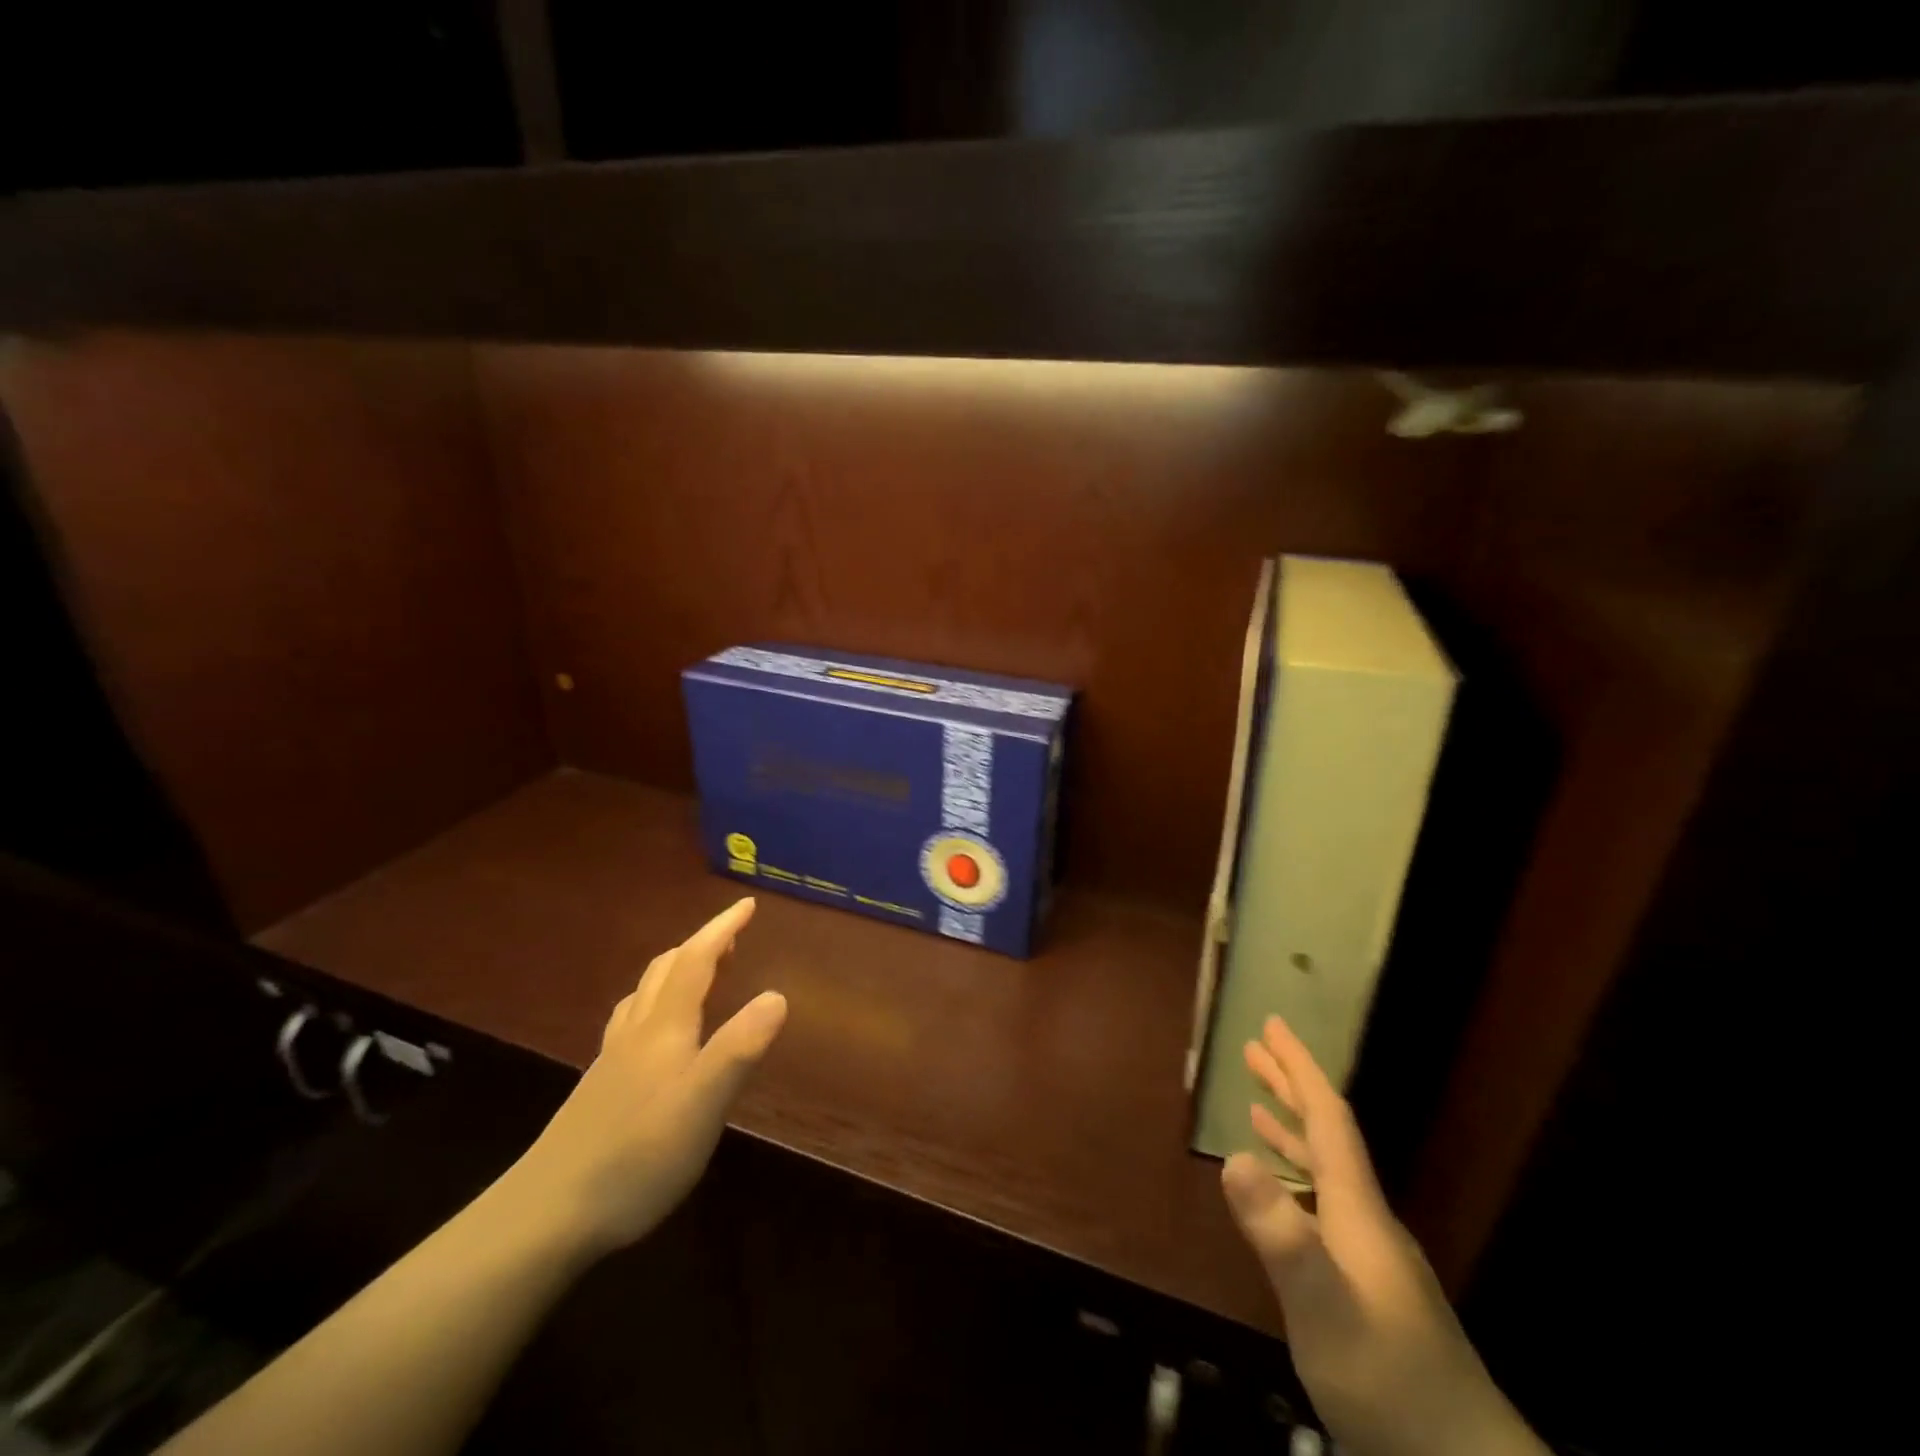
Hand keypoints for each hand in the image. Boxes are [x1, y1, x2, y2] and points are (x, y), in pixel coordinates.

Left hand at [504, 898, 786, 1258]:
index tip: (747, 905)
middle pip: (666, 971)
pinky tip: (655, 1033)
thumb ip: (740, 1048)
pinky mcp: (599, 1090)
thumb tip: (777, 994)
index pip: (695, 962)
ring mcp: (612, 1061)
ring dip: (675, 971)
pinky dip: (654, 1005)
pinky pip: (632, 1023)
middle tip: (731, 937)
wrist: (546, 1215)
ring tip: (698, 972)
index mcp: (665, 1028)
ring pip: (644, 995)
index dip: (721, 929)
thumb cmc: (637, 1155)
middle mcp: (636, 1033)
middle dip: (700, 945)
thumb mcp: (703, 1104)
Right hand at [1221, 1016, 1544, 1455]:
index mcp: (1357, 1208)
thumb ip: (1280, 1234)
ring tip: (1256, 1108)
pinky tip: (1285, 1198)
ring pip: (1327, 1172)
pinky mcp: (1370, 1287)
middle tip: (1254, 1049)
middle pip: (1327, 1136)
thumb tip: (1232, 1156)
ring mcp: (1371, 1255)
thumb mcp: (1323, 1307)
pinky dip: (1299, 1182)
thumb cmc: (1387, 1377)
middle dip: (1291, 1087)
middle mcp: (1366, 1218)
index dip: (1299, 1068)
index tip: (1273, 1025)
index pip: (1328, 1119)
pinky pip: (1325, 1207)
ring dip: (1292, 1132)